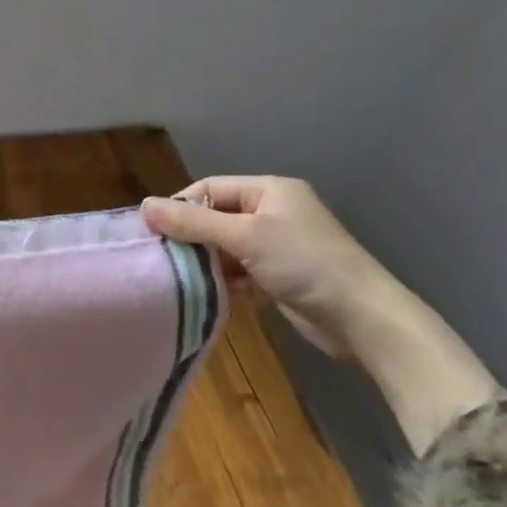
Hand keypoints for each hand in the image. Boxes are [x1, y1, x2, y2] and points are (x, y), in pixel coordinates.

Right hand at [142, 177, 504, 453]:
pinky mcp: (280, 275)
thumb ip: (193, 222)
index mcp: (269, 190)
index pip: (210, 188)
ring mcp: (278, 245)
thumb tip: (144, 206)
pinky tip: (210, 294)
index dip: (180, 206)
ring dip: (206, 262)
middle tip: (163, 257)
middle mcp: (273, 212)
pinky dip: (224, 280)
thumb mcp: (244, 236)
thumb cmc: (304, 263)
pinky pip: (239, 270)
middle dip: (191, 236)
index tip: (154, 232)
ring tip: (181, 278)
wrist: (363, 318)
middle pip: (215, 216)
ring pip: (225, 246)